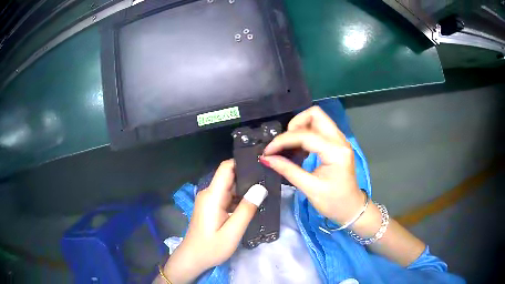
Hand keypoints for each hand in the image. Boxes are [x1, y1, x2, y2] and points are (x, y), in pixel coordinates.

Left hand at [159, 160, 264, 283]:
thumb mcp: (232, 232)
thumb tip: (260, 188)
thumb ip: (246, 210)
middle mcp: (209, 193)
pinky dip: (240, 198)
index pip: (226, 168)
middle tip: (269, 179)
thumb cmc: (211, 247)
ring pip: (230, 187)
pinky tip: (253, 203)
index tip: (261, 164)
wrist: (193, 259)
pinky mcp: (211, 207)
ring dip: (246, 188)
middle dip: (248, 176)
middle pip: (229, 176)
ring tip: (266, 190)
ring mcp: (209, 200)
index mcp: (212, 196)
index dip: (243, 162)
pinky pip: (227, 197)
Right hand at [261, 106, 364, 224]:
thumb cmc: (333, 202)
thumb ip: (288, 170)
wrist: (351, 209)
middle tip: (284, 143)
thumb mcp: (310, 188)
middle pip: (315, 114)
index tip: (268, 151)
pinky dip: (306, 134)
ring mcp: (340, 140)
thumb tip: (266, 158)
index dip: (283, 141)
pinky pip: (320, 129)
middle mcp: (340, 140)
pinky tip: (300, 149)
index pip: (305, 135)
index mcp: (336, 152)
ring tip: (290, 147)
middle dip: (295, 124)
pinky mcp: (337, 144)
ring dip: (301, 128)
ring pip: (318, 119)